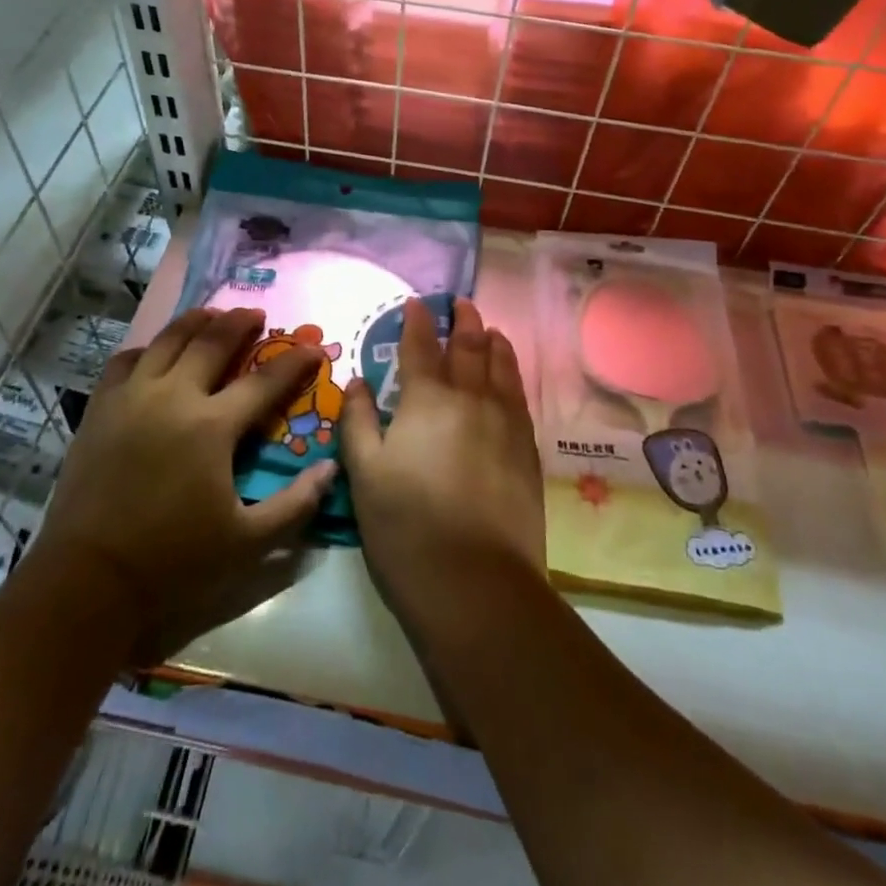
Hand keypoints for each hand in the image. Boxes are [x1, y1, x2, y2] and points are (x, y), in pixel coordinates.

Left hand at [28, 308, 334, 659]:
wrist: (89, 579)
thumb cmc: (174, 561)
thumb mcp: (247, 543)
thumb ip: (295, 505)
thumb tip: (329, 469)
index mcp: (212, 426)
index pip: (264, 382)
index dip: (294, 362)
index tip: (312, 348)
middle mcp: (173, 397)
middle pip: (212, 342)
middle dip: (240, 323)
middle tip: (256, 314)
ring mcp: (132, 397)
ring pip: (168, 340)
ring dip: (195, 322)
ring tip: (211, 315)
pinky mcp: (100, 408)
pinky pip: (126, 361)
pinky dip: (147, 349)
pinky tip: (155, 354)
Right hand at [339, 298, 543, 624]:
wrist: (476, 581)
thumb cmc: (406, 526)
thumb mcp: (364, 473)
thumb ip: (358, 421)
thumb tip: (358, 382)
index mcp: (427, 400)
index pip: (421, 347)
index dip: (417, 322)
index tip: (415, 304)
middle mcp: (470, 398)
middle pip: (468, 347)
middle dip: (462, 321)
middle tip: (459, 304)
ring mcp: (505, 422)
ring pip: (501, 366)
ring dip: (492, 342)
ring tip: (488, 329)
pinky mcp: (527, 449)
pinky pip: (519, 395)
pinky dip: (512, 373)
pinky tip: (509, 374)